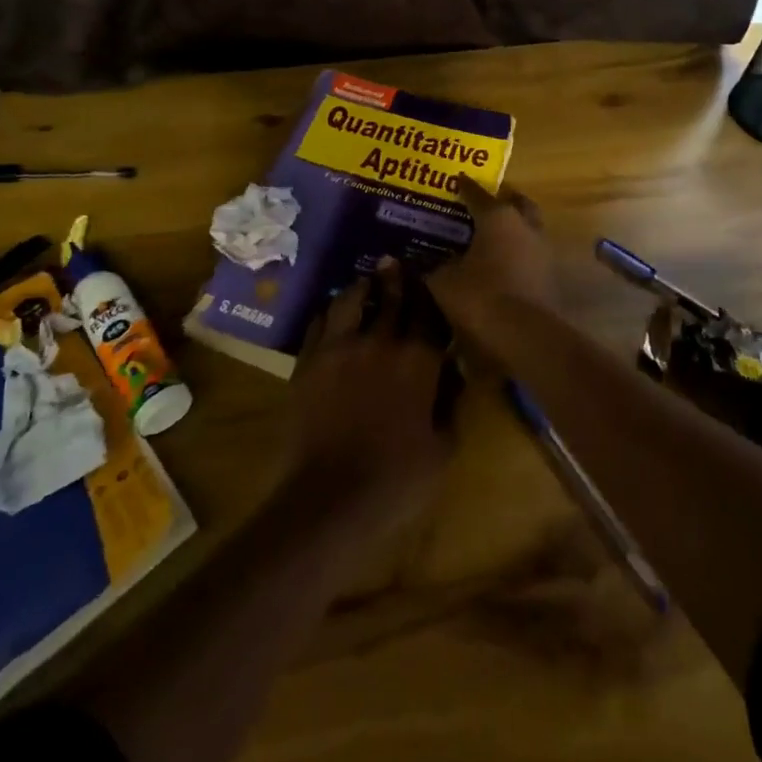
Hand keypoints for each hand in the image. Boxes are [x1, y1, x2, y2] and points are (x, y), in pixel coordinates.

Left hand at [287, 261, 453, 534]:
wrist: (329, 499)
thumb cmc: (397, 480)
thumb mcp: (443, 448)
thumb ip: (451, 402)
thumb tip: (453, 370)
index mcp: (418, 359)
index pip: (428, 313)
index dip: (430, 294)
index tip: (429, 280)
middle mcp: (380, 340)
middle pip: (391, 297)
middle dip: (396, 278)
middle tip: (394, 262)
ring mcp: (339, 346)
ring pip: (350, 299)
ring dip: (361, 287)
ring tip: (364, 281)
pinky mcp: (309, 360)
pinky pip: (319, 321)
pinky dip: (330, 311)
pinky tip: (332, 312)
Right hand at [428, 176, 558, 333]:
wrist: (525, 334)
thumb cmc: (480, 296)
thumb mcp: (444, 281)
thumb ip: (431, 267)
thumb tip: (418, 261)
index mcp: (497, 217)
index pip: (477, 194)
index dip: (464, 187)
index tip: (456, 179)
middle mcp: (524, 225)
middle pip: (515, 203)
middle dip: (501, 200)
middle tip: (483, 204)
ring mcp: (541, 250)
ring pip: (528, 227)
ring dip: (513, 227)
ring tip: (492, 235)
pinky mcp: (550, 275)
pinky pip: (531, 253)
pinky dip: (518, 253)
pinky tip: (503, 263)